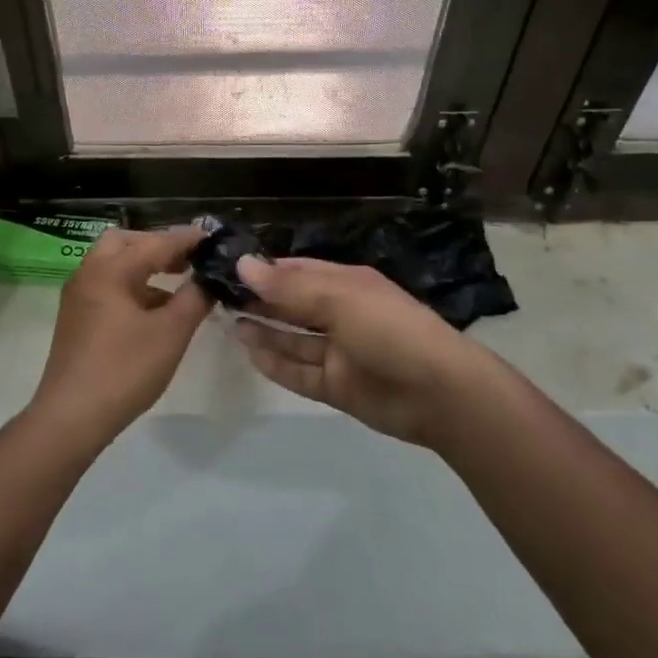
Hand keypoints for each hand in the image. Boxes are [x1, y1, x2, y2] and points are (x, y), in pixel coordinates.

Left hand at [29, 226, 213, 449]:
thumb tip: (208, 279)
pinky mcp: (76, 318)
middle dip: (158, 245)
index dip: (186, 239)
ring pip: (113, 264)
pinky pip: (107, 285)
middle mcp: (89, 273)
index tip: (213, 238)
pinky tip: (154, 310)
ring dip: (144, 266)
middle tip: (187, 259)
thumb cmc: (124, 370)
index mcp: (110, 270)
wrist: (71, 417)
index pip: (155, 243)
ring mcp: (78, 296)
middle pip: (125, 242)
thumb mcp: (170, 334)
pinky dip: (132, 286)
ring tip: (178, 283)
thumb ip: (194, 299)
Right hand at [233, 256, 484, 446]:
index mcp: (346, 284)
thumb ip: (287, 288)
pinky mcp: (336, 385)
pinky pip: (299, 372)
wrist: (438, 393)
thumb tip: (242, 264)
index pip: (297, 271)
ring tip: (228, 321)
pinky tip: (249, 352)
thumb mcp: (337, 299)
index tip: (227, 268)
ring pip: (293, 339)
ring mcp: (338, 352)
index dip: (265, 270)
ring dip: (264, 330)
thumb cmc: (388, 329)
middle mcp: (340, 314)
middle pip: (293, 304)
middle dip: (261, 299)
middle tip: (219, 296)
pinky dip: (275, 363)